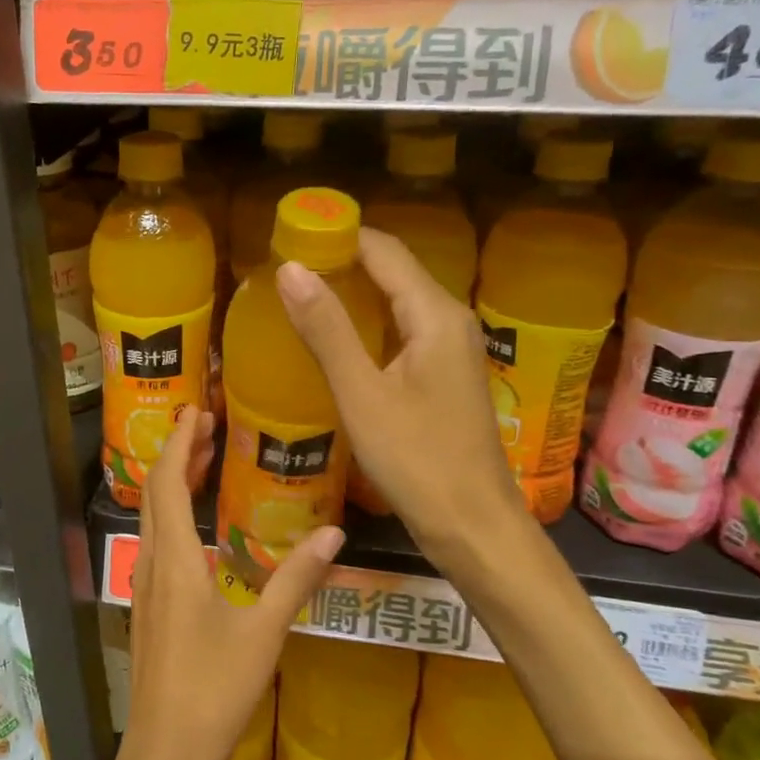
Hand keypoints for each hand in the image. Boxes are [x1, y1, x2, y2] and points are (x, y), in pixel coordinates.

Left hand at [121, 406, 340, 759]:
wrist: (164, 757)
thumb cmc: (213, 693)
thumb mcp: (262, 633)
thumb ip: (297, 579)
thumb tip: (334, 530)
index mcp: (176, 561)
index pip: (167, 483)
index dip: (178, 443)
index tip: (195, 411)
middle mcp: (154, 566)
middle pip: (156, 495)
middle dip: (176, 455)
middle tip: (203, 425)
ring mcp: (147, 591)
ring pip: (154, 520)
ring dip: (172, 485)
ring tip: (201, 463)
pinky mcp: (151, 612)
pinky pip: (158, 545)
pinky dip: (173, 517)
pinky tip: (198, 532)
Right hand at [275, 228, 526, 579]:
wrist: (473, 525)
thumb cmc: (417, 460)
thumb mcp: (362, 395)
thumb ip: (327, 330)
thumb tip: (290, 268)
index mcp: (434, 314)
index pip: (384, 250)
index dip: (339, 234)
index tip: (290, 234)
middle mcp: (449, 320)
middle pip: (393, 269)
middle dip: (342, 260)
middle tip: (286, 266)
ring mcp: (451, 348)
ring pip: (397, 300)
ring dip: (353, 291)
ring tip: (301, 294)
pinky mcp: (444, 374)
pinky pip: (402, 328)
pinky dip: (368, 322)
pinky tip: (337, 338)